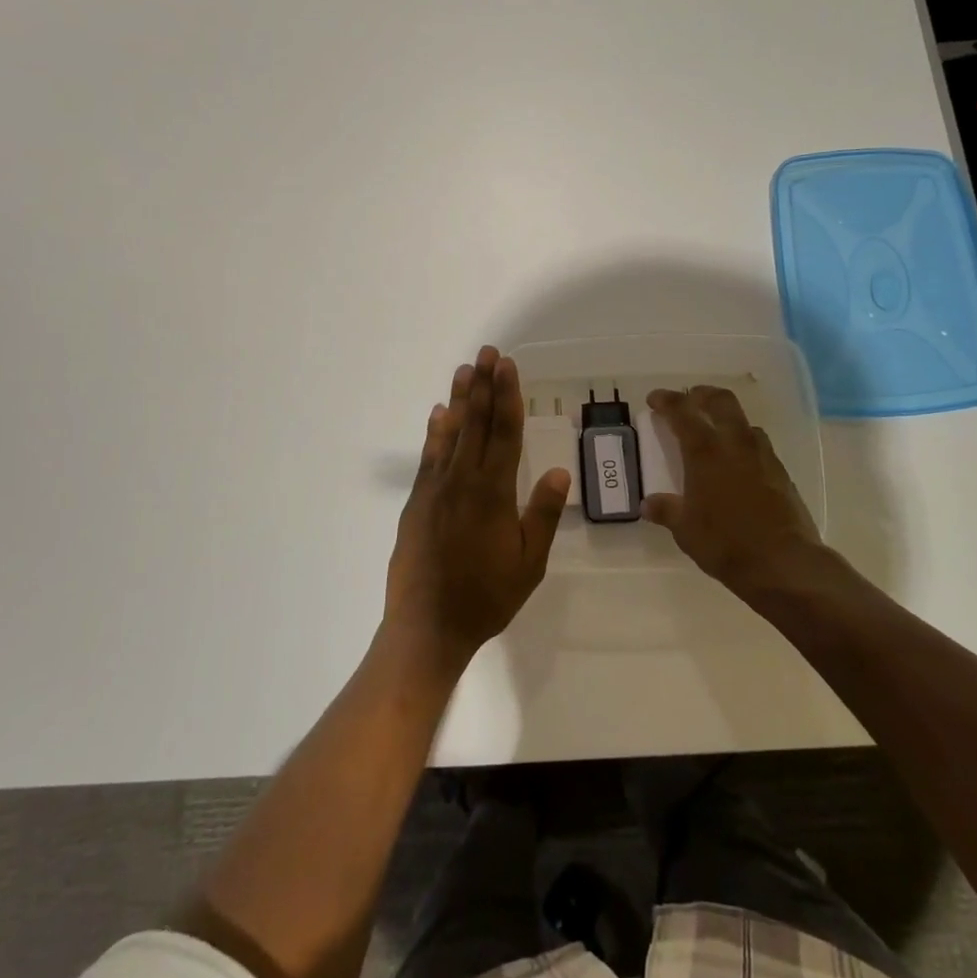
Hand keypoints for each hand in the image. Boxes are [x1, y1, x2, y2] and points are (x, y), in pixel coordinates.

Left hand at [384, 347, 571, 670]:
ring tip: (464, 370)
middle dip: (483, 385)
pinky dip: (434, 432)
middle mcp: (463, 480)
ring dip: (458, 399)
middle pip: (476, 423)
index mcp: (494, 492)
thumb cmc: (486, 597)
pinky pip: (429, 457)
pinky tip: (437, 414)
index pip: (504, 433)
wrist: (428, 626)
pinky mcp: (417, 501)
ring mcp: (435, 489)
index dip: (507, 396)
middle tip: (487, 352)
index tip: (507, 366)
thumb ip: (543, 514)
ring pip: (450, 433)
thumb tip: (559, 470)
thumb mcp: (528, 563)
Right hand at [642, 385, 824, 589]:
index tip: (654, 399)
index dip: (666, 400)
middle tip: (689, 400)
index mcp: (705, 452)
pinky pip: (758, 445)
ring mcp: (762, 456)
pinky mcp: (781, 472)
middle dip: (702, 394)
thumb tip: (648, 504)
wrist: (783, 563)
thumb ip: (666, 510)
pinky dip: (743, 443)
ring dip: (726, 418)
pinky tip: (737, 464)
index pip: (683, 411)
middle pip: (721, 401)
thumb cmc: (725, 543)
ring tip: (714, 433)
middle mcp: (735, 444)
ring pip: (744, 421)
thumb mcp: (685, 530)